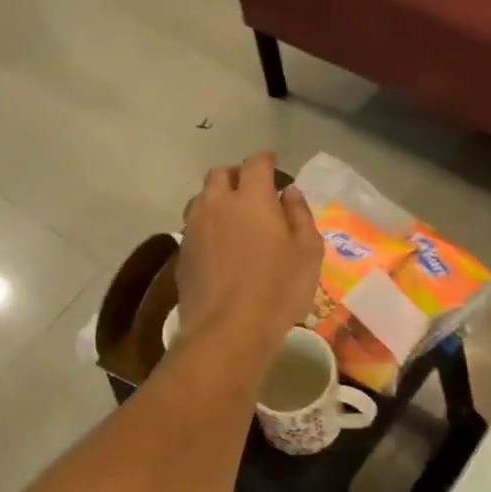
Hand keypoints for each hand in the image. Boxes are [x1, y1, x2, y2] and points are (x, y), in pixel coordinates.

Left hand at [177, 153, 321, 361]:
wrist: (227, 330)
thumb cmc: (278, 289)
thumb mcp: (308, 252)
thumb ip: (300, 215)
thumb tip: (289, 192)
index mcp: (251, 198)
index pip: (256, 164)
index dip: (266, 160)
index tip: (273, 163)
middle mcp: (217, 204)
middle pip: (220, 175)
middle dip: (236, 175)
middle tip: (252, 189)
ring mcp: (194, 228)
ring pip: (202, 198)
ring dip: (217, 198)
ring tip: (233, 216)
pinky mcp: (182, 253)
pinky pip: (194, 226)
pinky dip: (207, 225)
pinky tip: (219, 245)